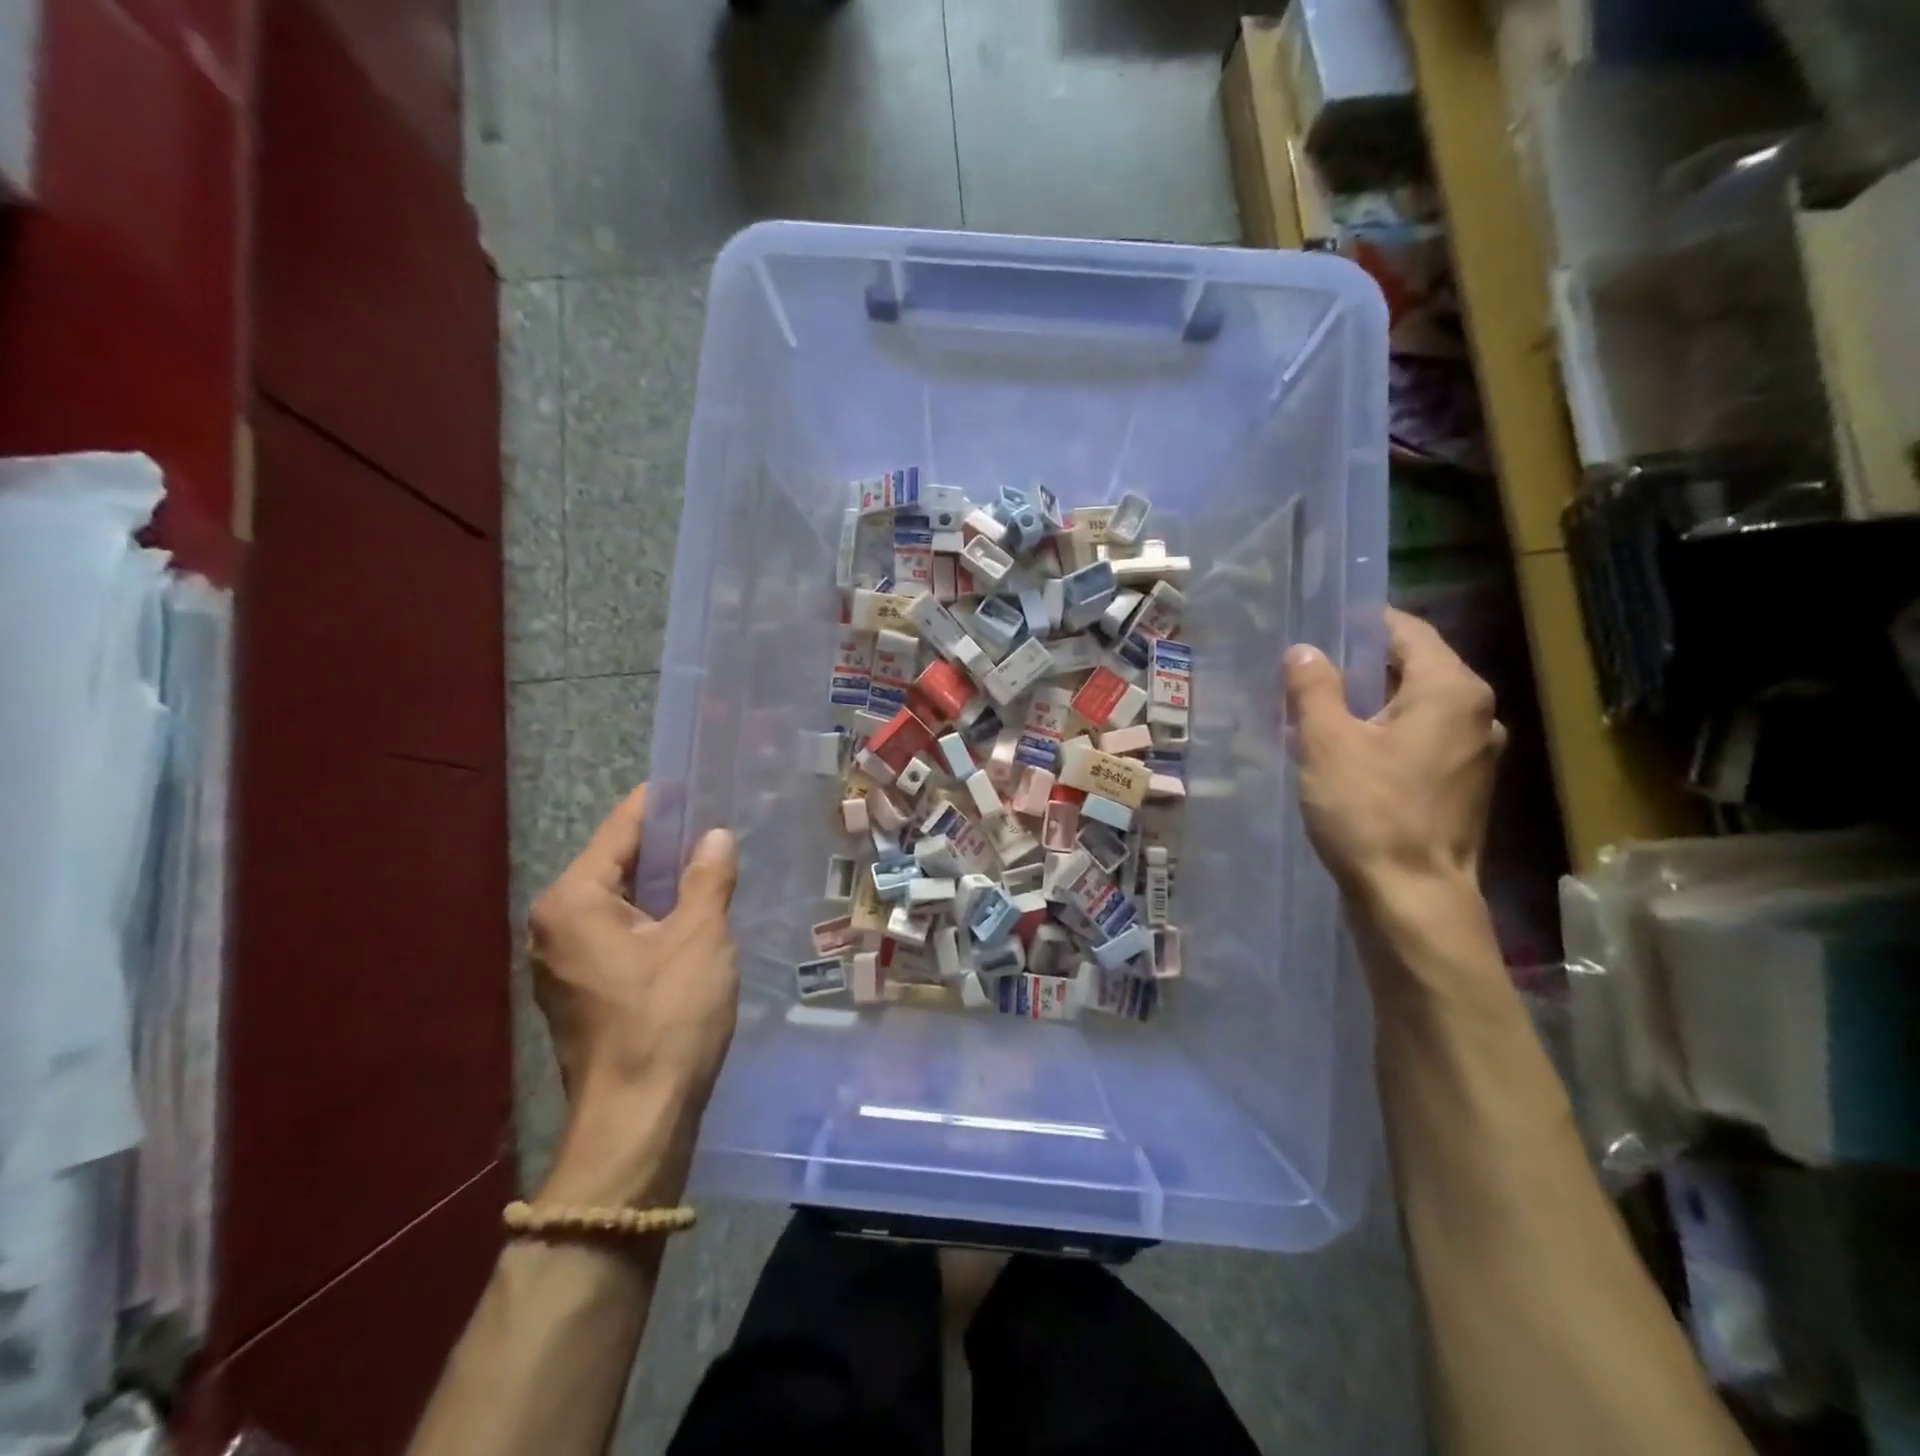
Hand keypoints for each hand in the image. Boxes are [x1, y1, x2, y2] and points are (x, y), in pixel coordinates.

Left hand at [527, 785, 738, 1204]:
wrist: (636, 1118)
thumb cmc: (666, 1017)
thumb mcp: (699, 937)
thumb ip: (707, 877)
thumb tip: (715, 836)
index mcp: (574, 900)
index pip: (621, 830)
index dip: (661, 804)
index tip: (695, 782)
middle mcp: (555, 923)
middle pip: (616, 863)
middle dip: (666, 844)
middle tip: (716, 823)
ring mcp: (563, 960)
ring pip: (620, 900)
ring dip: (663, 883)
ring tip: (712, 861)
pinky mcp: (581, 989)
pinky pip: (619, 931)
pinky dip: (653, 916)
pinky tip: (693, 912)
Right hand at [1285, 608, 1504, 902]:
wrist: (1412, 897)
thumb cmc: (1369, 811)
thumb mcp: (1327, 742)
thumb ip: (1314, 688)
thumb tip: (1304, 650)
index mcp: (1451, 690)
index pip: (1407, 631)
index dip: (1362, 623)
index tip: (1320, 625)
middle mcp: (1475, 713)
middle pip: (1414, 668)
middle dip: (1360, 665)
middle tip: (1308, 669)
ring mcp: (1475, 753)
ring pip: (1415, 707)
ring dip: (1370, 702)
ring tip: (1319, 710)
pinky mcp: (1462, 786)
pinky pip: (1419, 740)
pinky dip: (1384, 734)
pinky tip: (1345, 751)